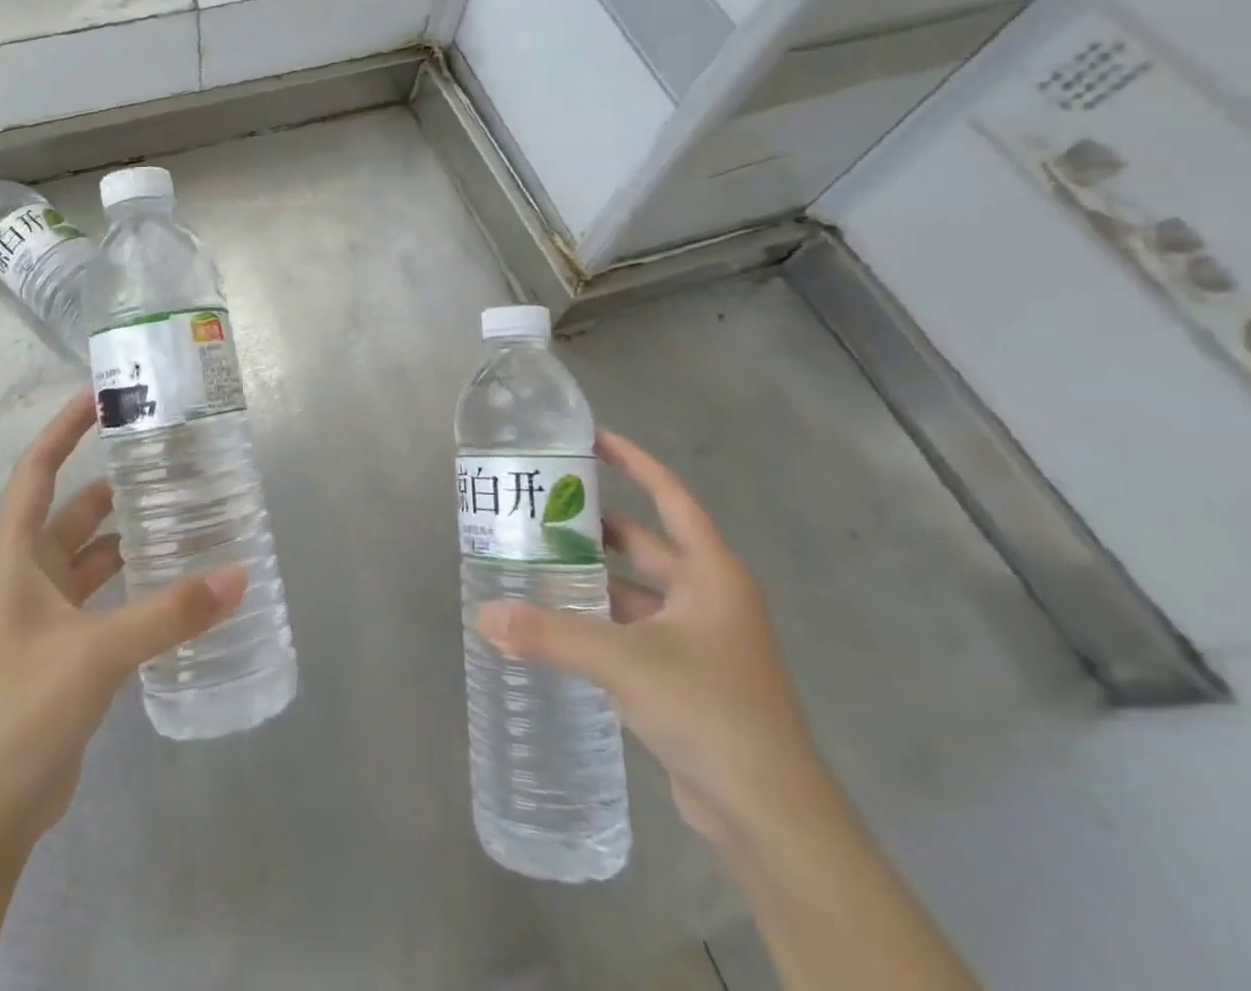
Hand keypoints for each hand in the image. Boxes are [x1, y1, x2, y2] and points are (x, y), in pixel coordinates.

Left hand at [0, 390, 246, 852]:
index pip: (38, 472)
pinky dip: (134, 584)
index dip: (63, 429)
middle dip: (111, 483)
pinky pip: (104, 598)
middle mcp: (27, 578)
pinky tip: (174, 585)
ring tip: (181, 516)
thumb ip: (170, 613)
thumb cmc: (20, 712)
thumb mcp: (98, 653)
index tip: (100, 395)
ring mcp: (45, 617)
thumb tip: (239, 576)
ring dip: (128, 536)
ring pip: (92, 557)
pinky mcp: (66, 652)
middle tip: (164, 462)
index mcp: (16, 559)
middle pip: (72, 511)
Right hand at [477, 430, 822, 849]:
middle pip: (647, 542)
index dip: (634, 462)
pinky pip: (636, 629)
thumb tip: (484, 616)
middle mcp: (709, 596)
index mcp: (711, 573)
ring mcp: (701, 638)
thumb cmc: (708, 710)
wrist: (769, 814)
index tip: (592, 439)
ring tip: (538, 562)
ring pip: (637, 589)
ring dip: (595, 576)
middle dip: (597, 526)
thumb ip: (550, 634)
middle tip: (541, 511)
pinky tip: (561, 622)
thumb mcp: (623, 661)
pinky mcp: (688, 676)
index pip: (670, 497)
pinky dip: (602, 619)